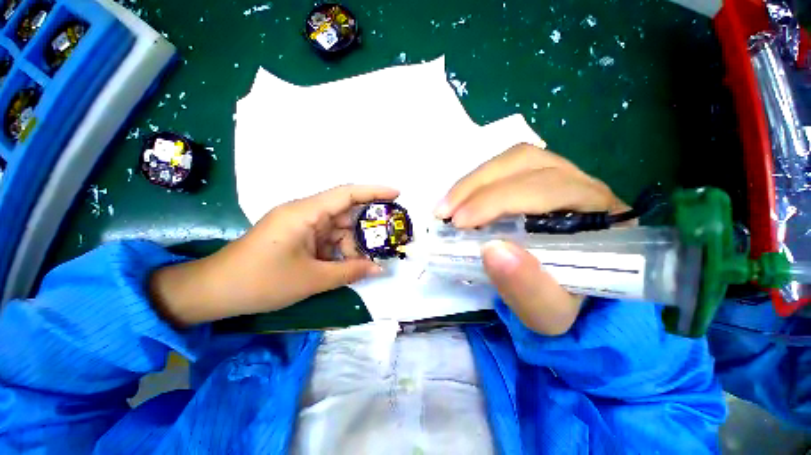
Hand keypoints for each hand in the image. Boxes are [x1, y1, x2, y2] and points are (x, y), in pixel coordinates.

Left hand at [150, 185, 398, 326]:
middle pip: (345, 214)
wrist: (215, 292)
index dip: (374, 191)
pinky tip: (345, 266)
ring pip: (337, 229)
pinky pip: (327, 239)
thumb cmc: (261, 282)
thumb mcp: (312, 278)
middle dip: (365, 230)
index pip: (347, 193)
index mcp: (305, 213)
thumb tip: (379, 270)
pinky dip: (339, 251)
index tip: (396, 194)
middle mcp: (305, 213)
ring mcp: (301, 225)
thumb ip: (350, 271)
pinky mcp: (297, 237)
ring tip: (363, 264)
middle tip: (385, 242)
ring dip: (351, 246)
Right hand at [435, 143, 627, 334]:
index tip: (460, 223)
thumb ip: (528, 288)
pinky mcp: (538, 180)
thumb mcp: (549, 312)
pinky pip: (506, 168)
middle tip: (445, 213)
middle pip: (527, 163)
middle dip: (477, 187)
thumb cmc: (564, 303)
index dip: (499, 200)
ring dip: (474, 181)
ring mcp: (561, 177)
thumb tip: (492, 250)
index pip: (549, 189)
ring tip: (447, 206)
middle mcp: (585, 186)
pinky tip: (459, 201)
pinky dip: (476, 182)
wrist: (569, 295)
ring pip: (514, 160)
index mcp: (601, 217)